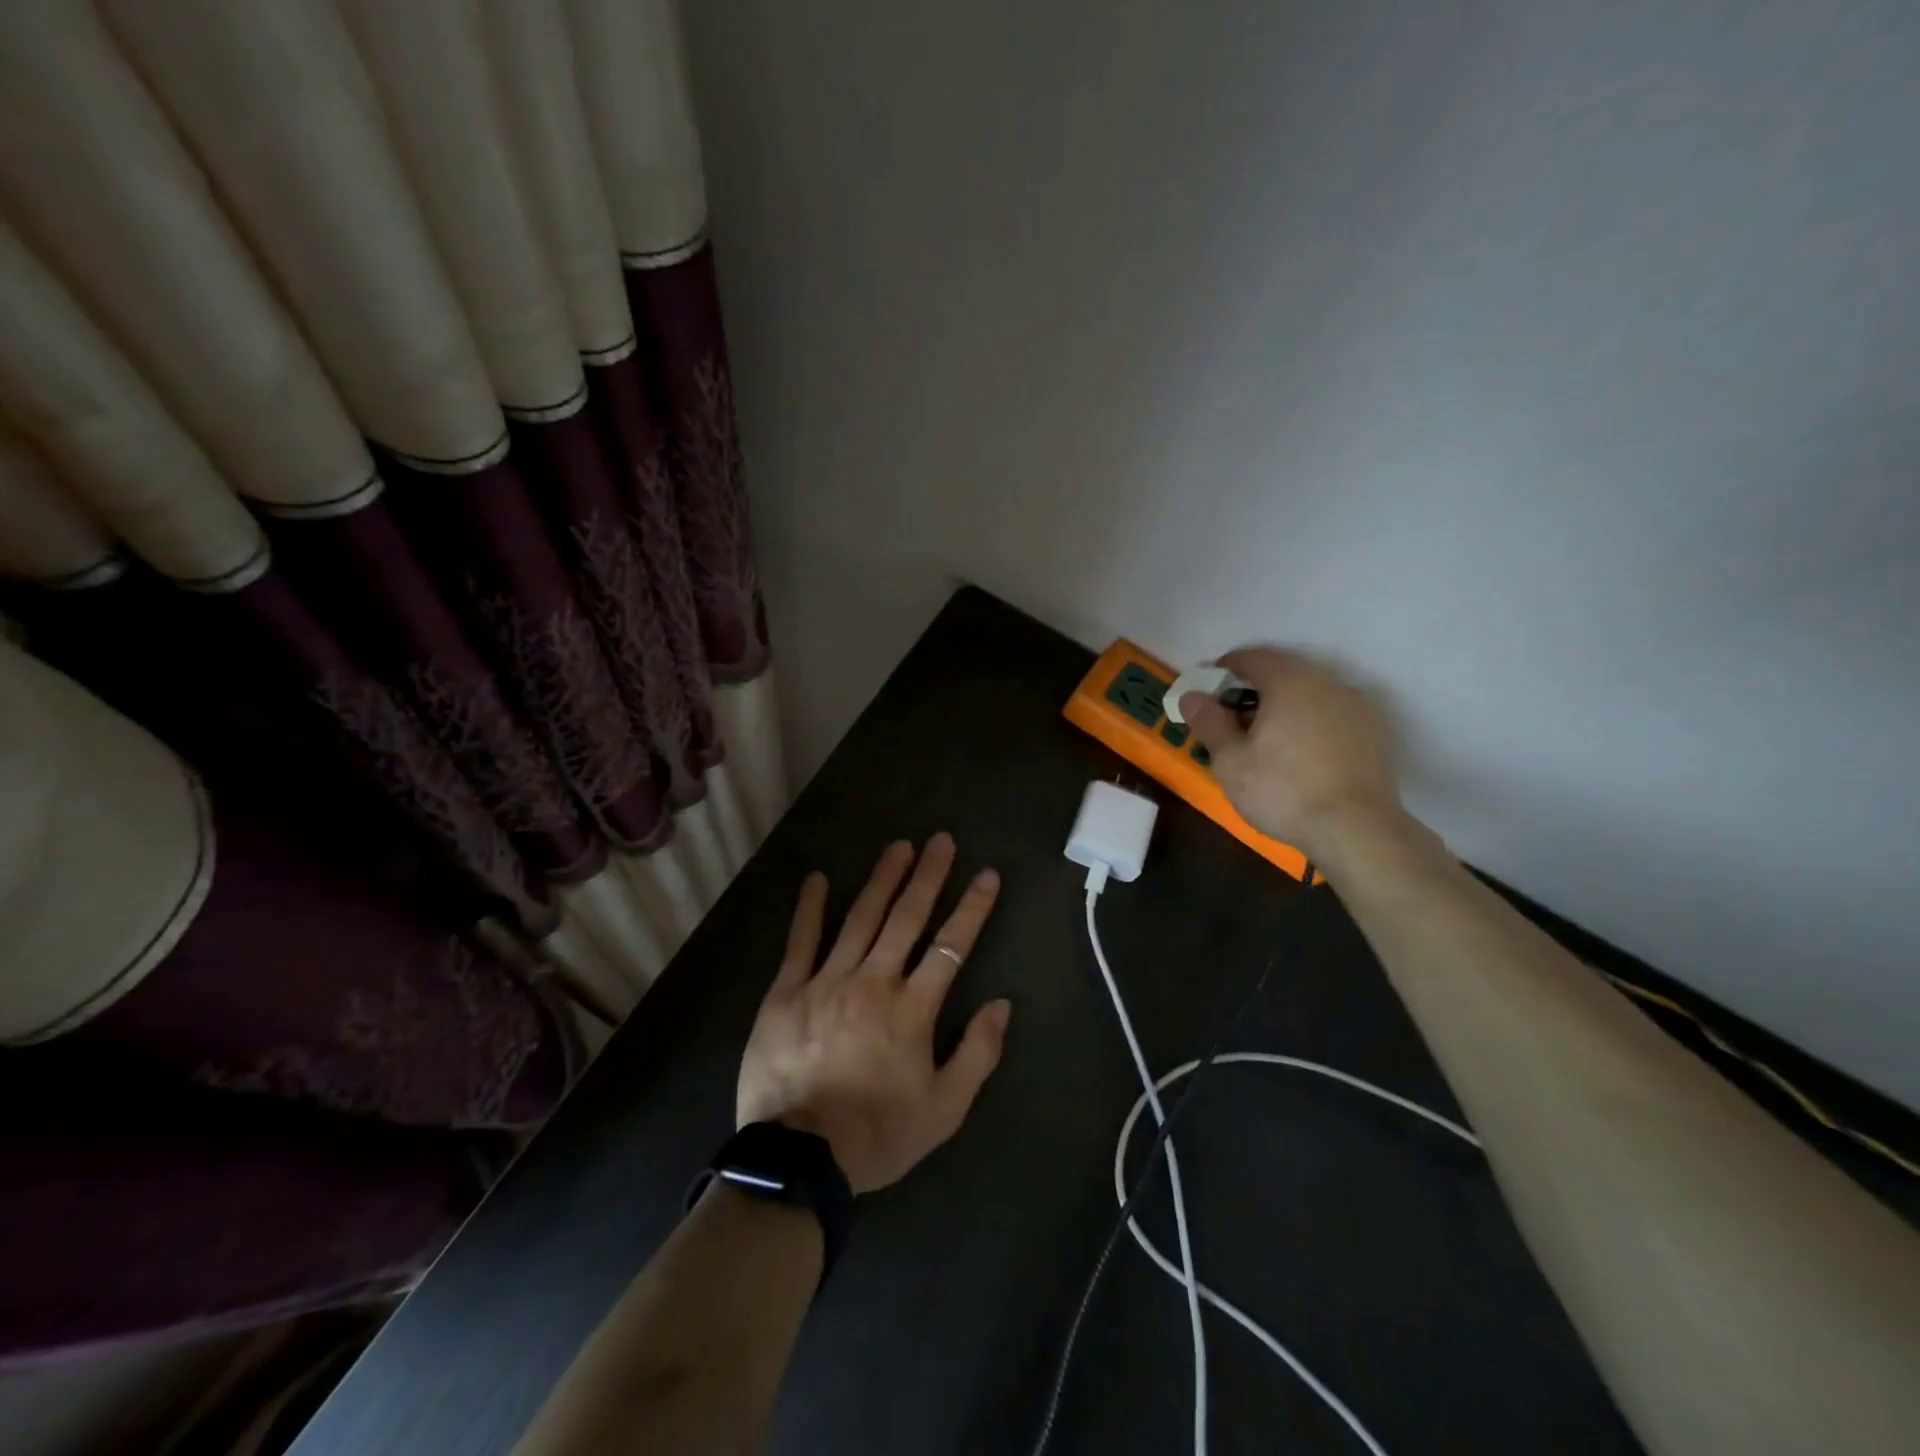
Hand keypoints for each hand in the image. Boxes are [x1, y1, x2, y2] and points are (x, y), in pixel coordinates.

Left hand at [736, 834, 1012, 1194]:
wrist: (798, 1161)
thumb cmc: (877, 1135)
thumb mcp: (944, 1110)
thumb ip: (977, 1054)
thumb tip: (1002, 1004)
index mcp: (912, 1009)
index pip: (950, 946)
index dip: (972, 908)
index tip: (987, 875)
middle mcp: (873, 982)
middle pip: (906, 918)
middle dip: (928, 876)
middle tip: (941, 840)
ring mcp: (827, 982)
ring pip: (861, 919)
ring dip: (882, 880)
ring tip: (899, 846)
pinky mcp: (786, 992)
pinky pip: (800, 942)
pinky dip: (811, 909)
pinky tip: (819, 879)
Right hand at [1180, 648, 1403, 857]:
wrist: (1357, 831)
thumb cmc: (1283, 791)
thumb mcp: (1231, 761)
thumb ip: (1210, 723)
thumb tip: (1192, 696)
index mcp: (1290, 683)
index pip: (1255, 658)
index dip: (1228, 667)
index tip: (1210, 686)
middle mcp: (1328, 685)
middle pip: (1285, 675)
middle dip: (1256, 690)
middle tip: (1233, 718)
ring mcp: (1357, 709)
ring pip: (1312, 697)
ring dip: (1286, 708)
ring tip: (1267, 740)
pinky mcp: (1375, 736)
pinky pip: (1332, 718)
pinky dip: (1311, 726)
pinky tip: (1300, 756)